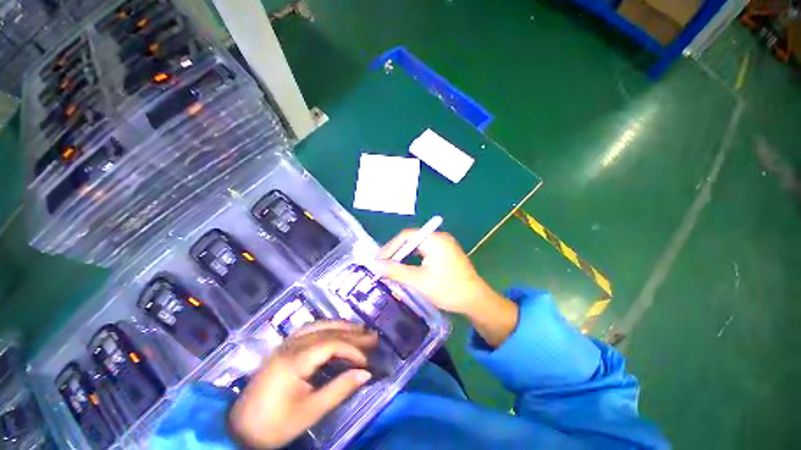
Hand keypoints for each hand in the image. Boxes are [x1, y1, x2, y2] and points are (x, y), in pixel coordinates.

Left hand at [228, 321, 377, 448]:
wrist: (238, 428)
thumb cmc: (274, 424)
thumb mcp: (309, 412)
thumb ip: (339, 389)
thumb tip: (366, 373)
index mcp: (295, 360)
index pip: (331, 345)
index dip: (352, 350)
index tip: (368, 361)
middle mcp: (291, 345)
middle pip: (327, 331)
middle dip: (352, 333)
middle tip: (373, 335)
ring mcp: (286, 343)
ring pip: (319, 326)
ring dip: (341, 326)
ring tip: (359, 328)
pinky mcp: (284, 347)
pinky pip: (310, 329)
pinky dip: (328, 327)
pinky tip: (335, 329)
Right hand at [378, 231, 517, 347]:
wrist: (476, 300)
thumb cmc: (448, 289)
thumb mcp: (419, 281)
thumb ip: (396, 271)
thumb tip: (376, 266)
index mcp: (434, 239)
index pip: (406, 236)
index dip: (390, 247)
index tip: (378, 260)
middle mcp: (439, 237)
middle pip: (411, 240)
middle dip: (396, 252)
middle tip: (382, 264)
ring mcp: (443, 245)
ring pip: (417, 246)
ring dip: (404, 256)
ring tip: (390, 267)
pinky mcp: (445, 253)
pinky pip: (424, 251)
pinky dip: (413, 259)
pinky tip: (406, 268)